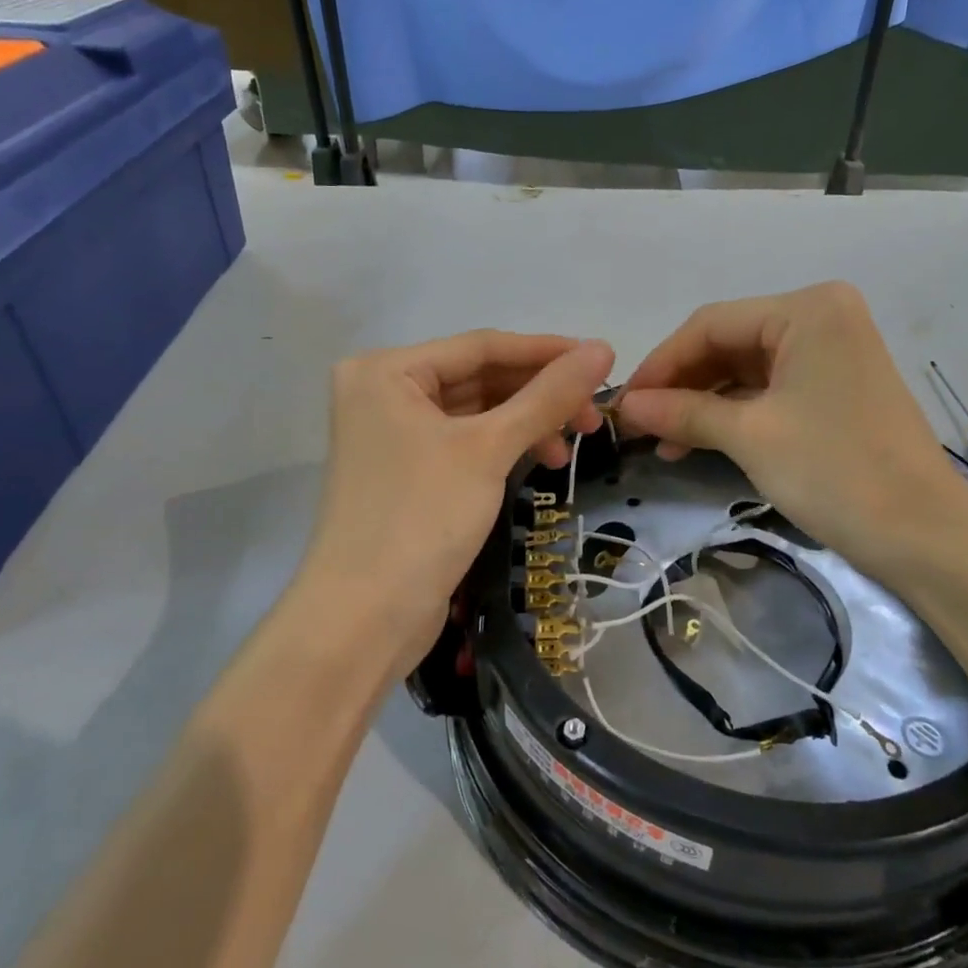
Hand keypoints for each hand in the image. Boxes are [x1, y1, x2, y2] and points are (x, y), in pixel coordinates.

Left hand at [296, 331, 615, 678]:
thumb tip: (603, 349)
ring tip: (570, 448)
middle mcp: (384, 392)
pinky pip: (466, 441)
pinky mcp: (408, 471)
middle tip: (592, 416)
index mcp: (387, 371)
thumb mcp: (489, 450)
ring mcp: (394, 434)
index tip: (602, 358)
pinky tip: (540, 461)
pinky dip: (505, 447)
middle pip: (479, 377)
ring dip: (527, 423)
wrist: (363, 621)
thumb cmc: (421, 519)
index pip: (480, 346)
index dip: (546, 351)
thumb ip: (547, 396)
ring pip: (477, 411)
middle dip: (539, 394)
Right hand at [614, 283, 967, 589]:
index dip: (661, 363)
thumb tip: (626, 406)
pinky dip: (734, 414)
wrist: (927, 537)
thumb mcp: (751, 437)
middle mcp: (822, 317)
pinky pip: (770, 389)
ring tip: (663, 443)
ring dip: (703, 404)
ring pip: (746, 369)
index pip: (711, 324)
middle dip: (681, 385)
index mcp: (807, 309)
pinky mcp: (836, 387)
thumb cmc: (836, 472)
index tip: (624, 402)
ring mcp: (832, 352)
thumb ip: (683, 413)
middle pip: (729, 343)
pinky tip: (699, 442)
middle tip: (639, 425)